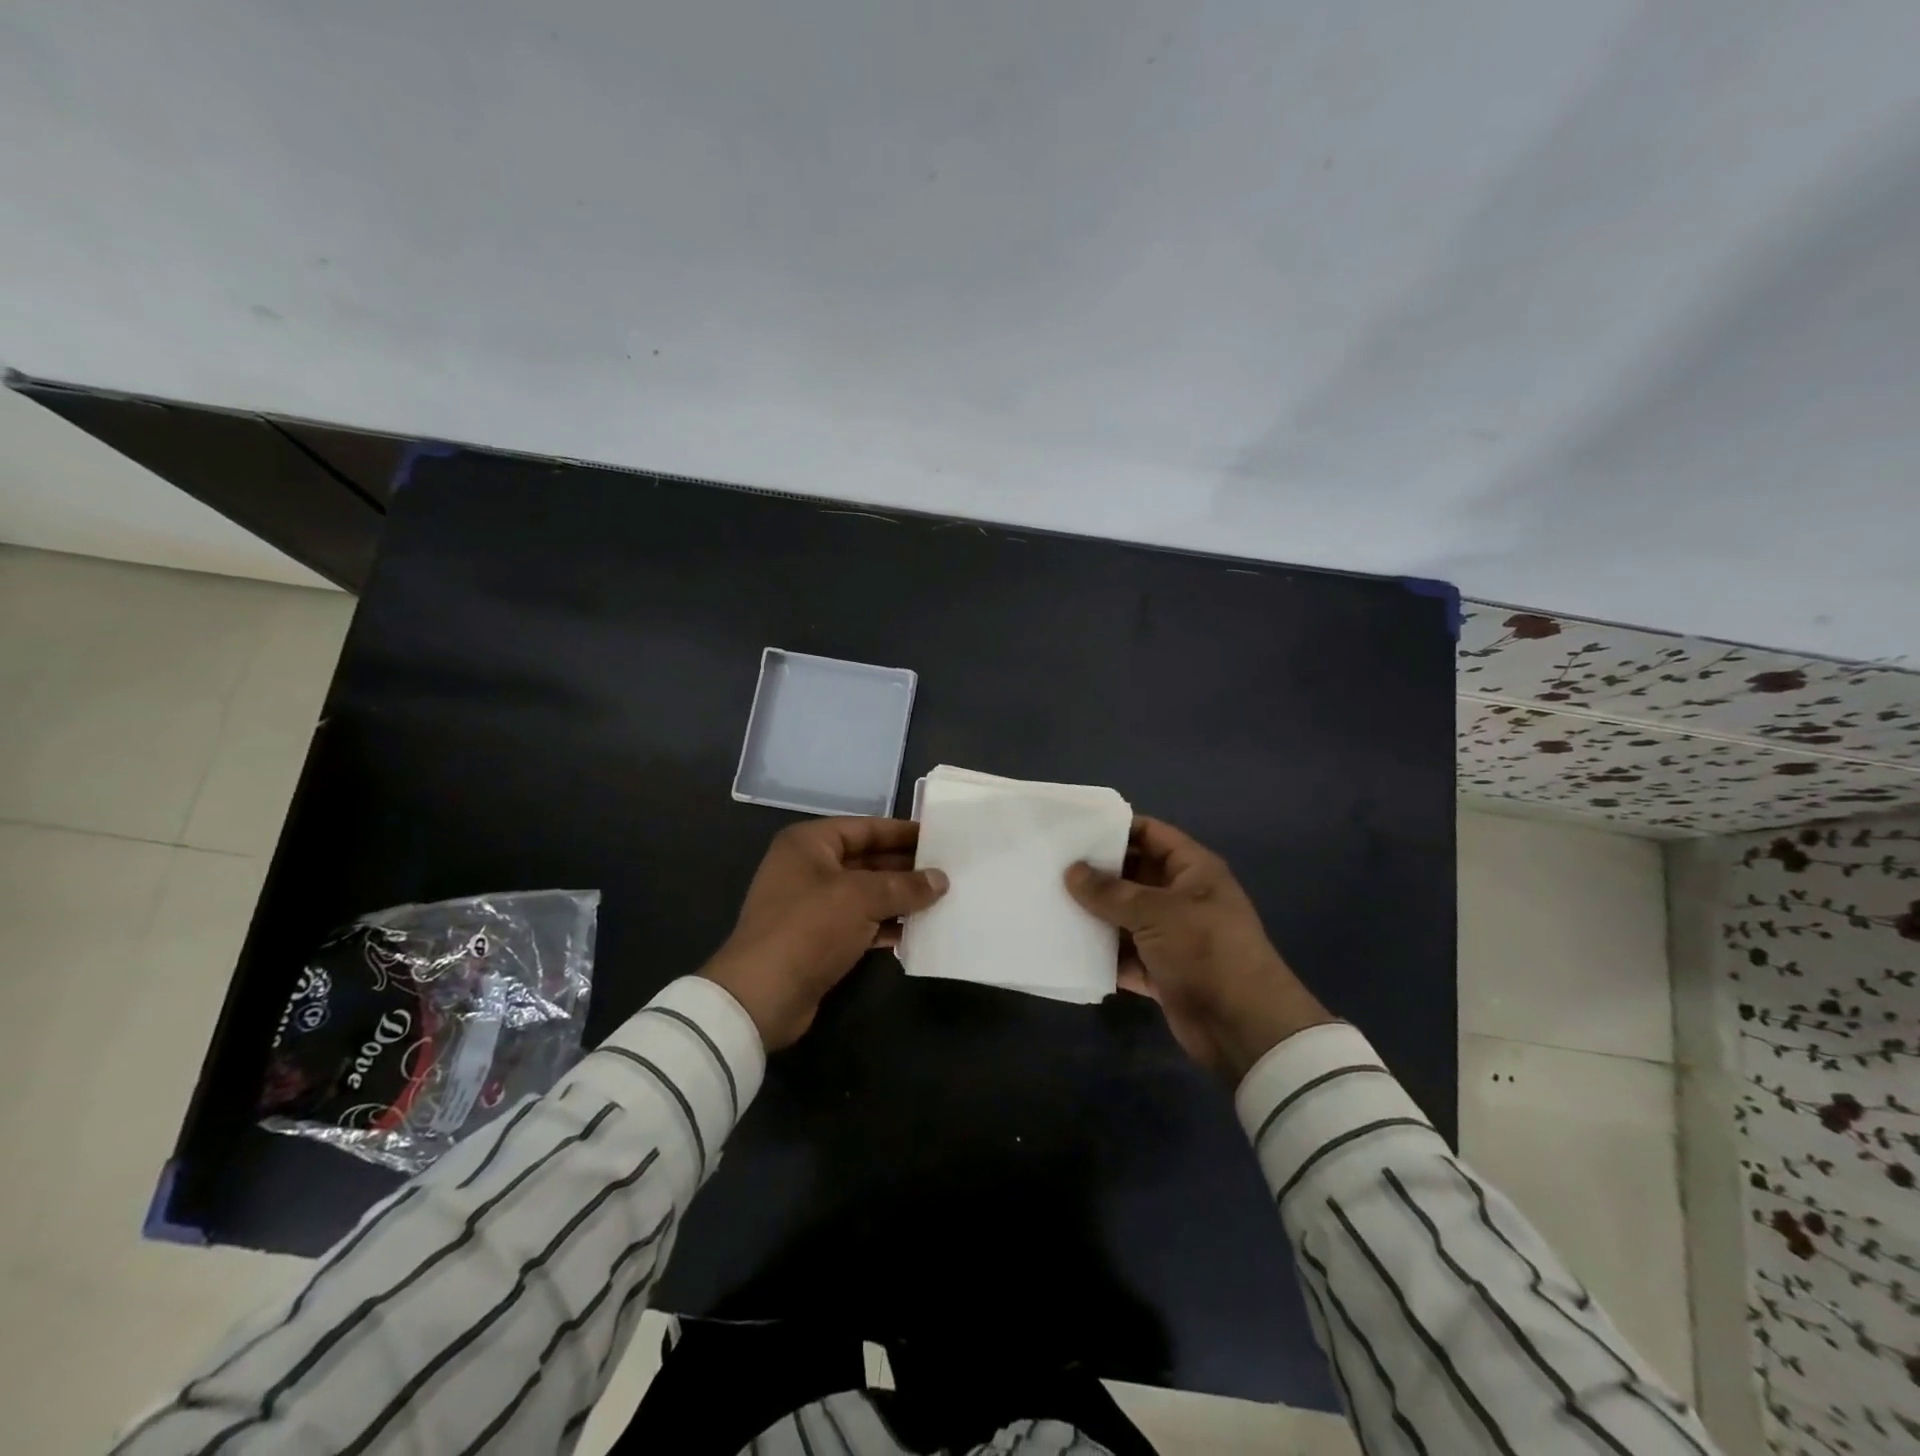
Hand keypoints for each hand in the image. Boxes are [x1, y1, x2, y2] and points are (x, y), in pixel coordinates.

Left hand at [702, 818, 947, 1049]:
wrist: (762, 996)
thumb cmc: (809, 928)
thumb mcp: (861, 898)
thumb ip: (905, 886)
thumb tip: (941, 880)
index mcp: (809, 844)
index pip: (865, 827)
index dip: (902, 832)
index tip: (939, 836)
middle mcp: (809, 868)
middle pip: (867, 859)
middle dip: (906, 867)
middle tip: (949, 870)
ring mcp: (814, 905)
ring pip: (867, 893)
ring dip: (901, 898)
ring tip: (943, 899)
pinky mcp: (820, 940)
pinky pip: (862, 923)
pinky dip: (887, 925)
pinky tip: (920, 931)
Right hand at [1066, 816, 1332, 1083]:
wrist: (1242, 1026)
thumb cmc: (1205, 950)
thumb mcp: (1156, 912)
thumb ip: (1110, 892)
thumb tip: (1071, 871)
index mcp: (1192, 871)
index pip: (1151, 834)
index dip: (1116, 828)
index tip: (1074, 828)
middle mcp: (1181, 898)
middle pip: (1133, 876)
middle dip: (1096, 874)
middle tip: (1051, 866)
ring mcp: (1171, 936)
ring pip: (1124, 917)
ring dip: (1094, 915)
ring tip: (1049, 902)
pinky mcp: (1160, 971)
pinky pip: (1123, 955)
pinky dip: (1100, 954)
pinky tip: (1065, 946)